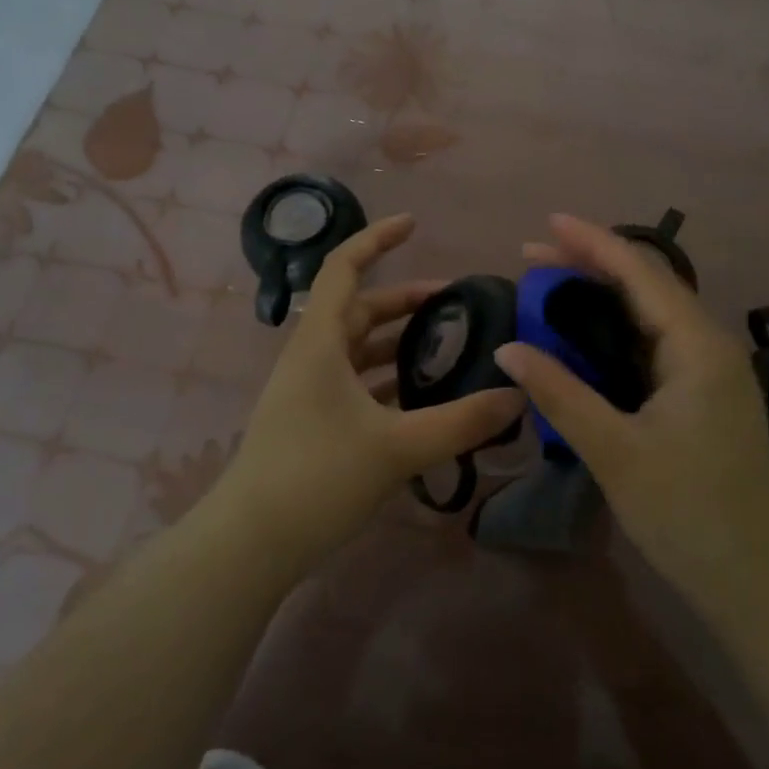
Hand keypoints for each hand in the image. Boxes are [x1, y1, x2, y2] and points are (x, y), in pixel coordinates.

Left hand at [219, 213, 525, 571]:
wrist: (251, 545)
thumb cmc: (316, 478)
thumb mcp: (397, 447)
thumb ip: (461, 421)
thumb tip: (518, 395)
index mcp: (320, 343)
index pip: (344, 269)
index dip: (376, 239)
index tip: (414, 224)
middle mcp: (311, 357)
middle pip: (360, 310)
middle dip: (406, 301)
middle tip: (457, 304)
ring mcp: (308, 391)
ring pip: (359, 349)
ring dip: (399, 343)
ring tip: (448, 348)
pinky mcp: (312, 421)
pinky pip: (356, 382)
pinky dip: (388, 379)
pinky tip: (422, 397)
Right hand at [494, 214, 768, 616]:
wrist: (756, 580)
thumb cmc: (687, 513)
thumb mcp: (614, 451)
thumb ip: (560, 393)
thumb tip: (509, 349)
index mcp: (698, 347)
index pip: (642, 274)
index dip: (593, 243)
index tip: (548, 223)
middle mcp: (710, 346)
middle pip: (648, 285)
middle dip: (591, 264)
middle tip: (532, 257)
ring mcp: (711, 372)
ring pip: (652, 314)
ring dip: (603, 296)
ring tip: (551, 287)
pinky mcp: (705, 395)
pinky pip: (655, 343)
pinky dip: (617, 329)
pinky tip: (587, 336)